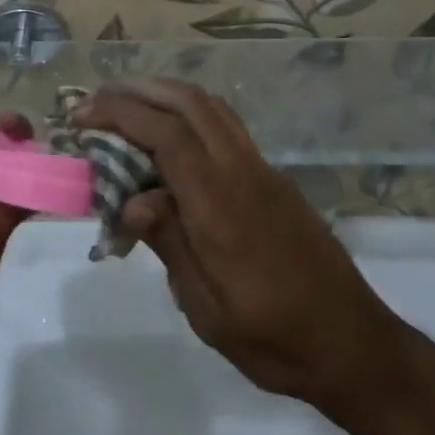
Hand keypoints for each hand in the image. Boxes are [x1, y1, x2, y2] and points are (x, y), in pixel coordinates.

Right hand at [75, 80, 420, 416]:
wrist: (353, 343)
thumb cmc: (274, 338)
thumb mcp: (208, 309)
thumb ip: (169, 244)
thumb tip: (130, 200)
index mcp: (220, 203)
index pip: (165, 134)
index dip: (120, 114)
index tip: (82, 117)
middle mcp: (242, 171)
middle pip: (188, 102)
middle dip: (137, 91)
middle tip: (96, 102)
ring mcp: (263, 169)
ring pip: (210, 106)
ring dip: (165, 94)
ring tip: (126, 106)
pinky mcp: (273, 178)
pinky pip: (226, 124)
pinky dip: (189, 112)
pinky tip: (169, 136)